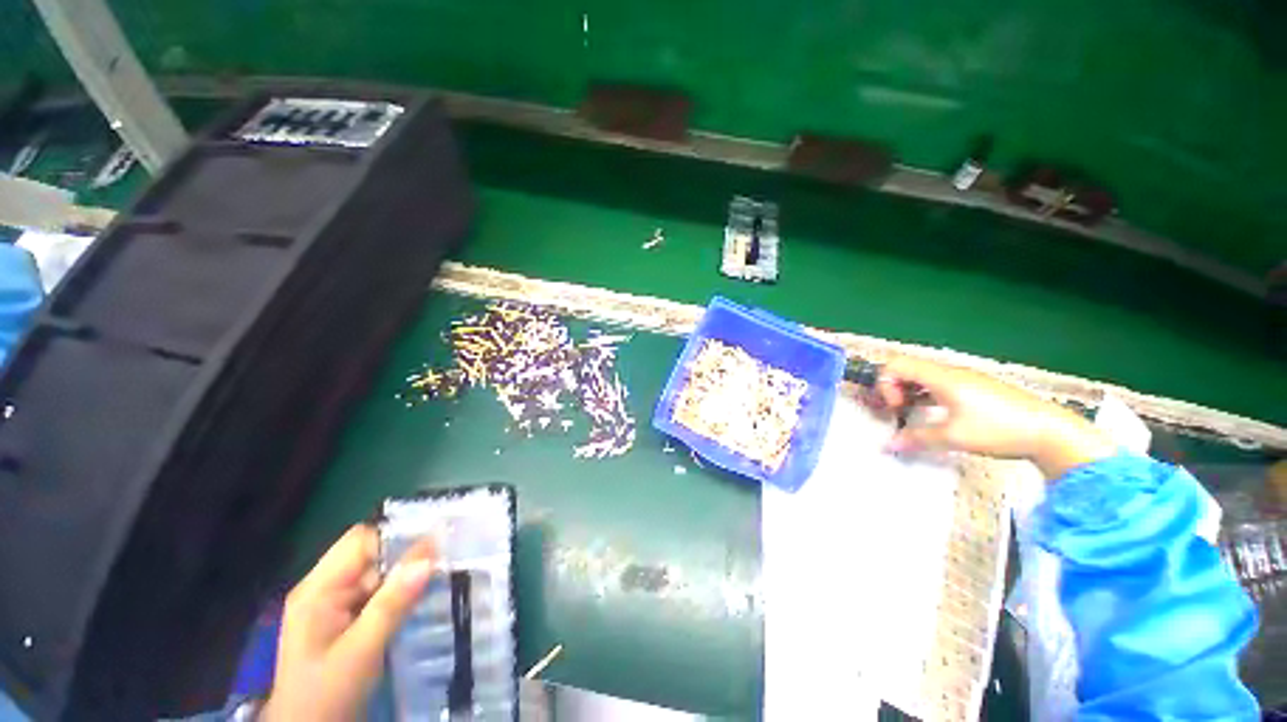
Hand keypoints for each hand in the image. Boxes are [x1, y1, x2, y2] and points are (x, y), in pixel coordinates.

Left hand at [261, 525, 436, 721]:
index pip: (360, 542)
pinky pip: (378, 596)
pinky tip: (421, 602)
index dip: (396, 538)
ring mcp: (334, 607)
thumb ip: (393, 603)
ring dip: (406, 579)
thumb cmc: (326, 695)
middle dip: (406, 559)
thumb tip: (430, 555)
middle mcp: (324, 590)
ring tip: (440, 580)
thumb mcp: (361, 651)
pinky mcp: (345, 622)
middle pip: (371, 557)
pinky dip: (400, 596)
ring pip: (379, 576)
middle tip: (445, 563)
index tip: (435, 545)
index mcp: (318, 590)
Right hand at [872, 357, 1115, 477]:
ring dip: (909, 392)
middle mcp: (950, 372)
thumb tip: (888, 445)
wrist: (1051, 432)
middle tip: (897, 410)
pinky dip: (925, 395)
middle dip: (893, 388)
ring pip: (922, 376)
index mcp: (941, 377)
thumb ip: (916, 438)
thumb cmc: (1000, 430)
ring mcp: (964, 379)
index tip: (896, 407)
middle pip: (906, 368)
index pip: (895, 365)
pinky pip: (938, 384)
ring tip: (911, 413)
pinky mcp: (975, 388)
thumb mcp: (954, 437)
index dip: (885, 384)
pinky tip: (933, 414)